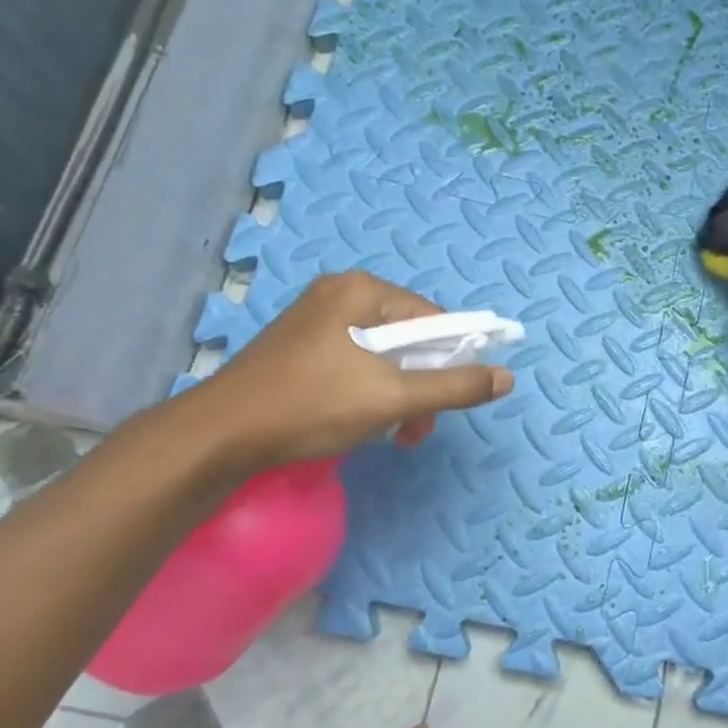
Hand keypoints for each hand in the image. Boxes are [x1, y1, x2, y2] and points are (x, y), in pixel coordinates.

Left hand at [186, 272, 514, 470]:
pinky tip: (362, 423)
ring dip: (398, 396)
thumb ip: (455, 387)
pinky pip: (354, 363)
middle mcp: (339, 294)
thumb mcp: (393, 398)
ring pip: (382, 356)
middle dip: (422, 385)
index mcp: (362, 291)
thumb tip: (507, 378)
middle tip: (416, 428)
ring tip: (392, 434)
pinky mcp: (300, 347)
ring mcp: (315, 319)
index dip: (452, 359)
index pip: (434, 318)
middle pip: (408, 337)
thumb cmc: (312, 406)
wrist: (219, 436)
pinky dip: (369, 392)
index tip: (448, 401)